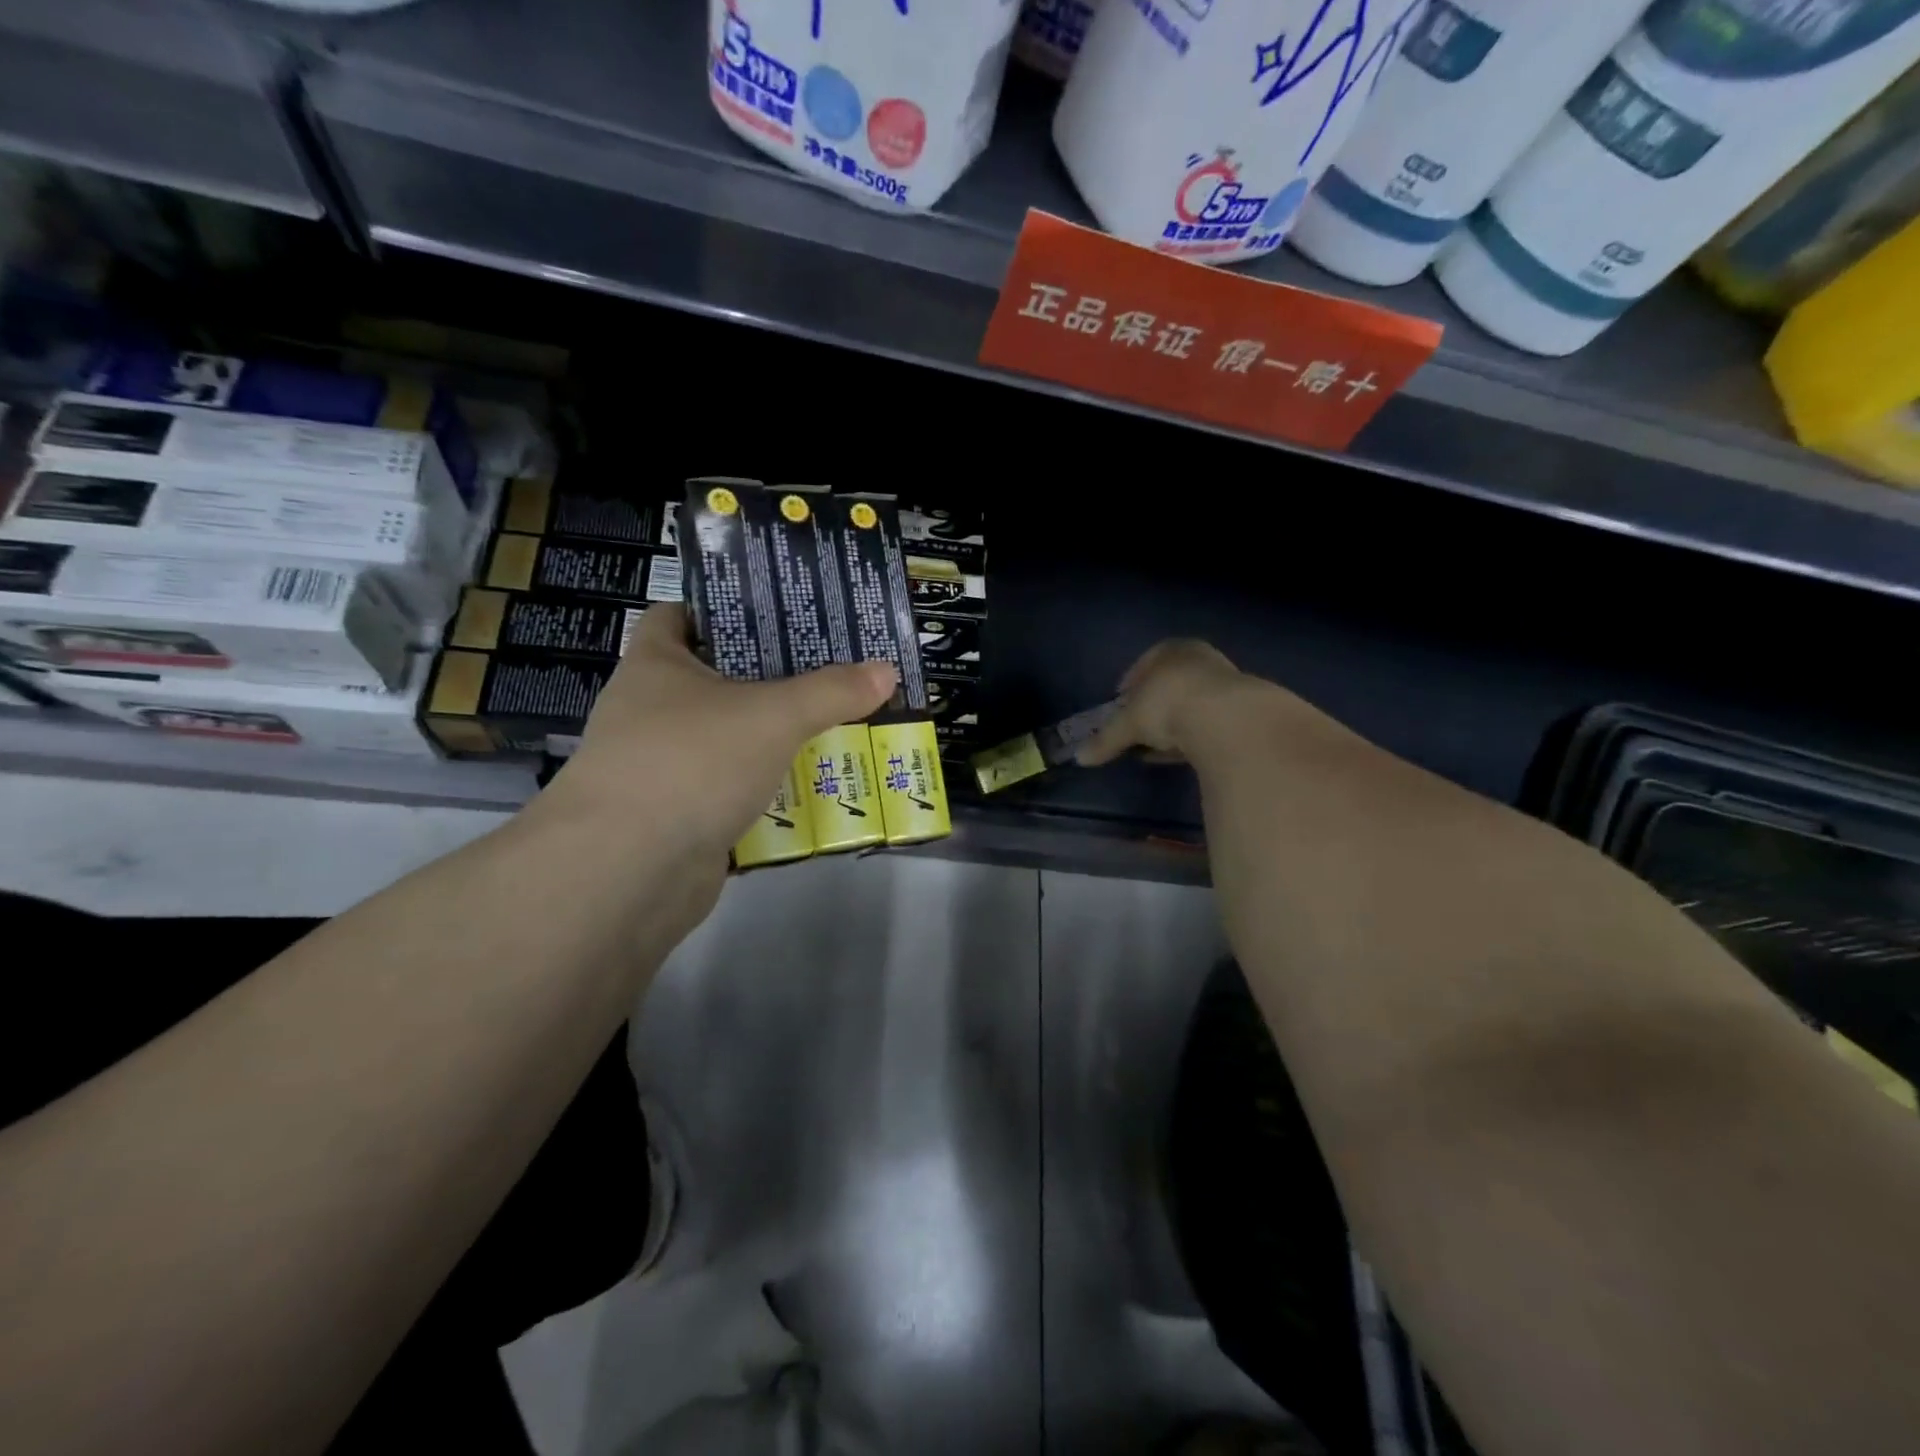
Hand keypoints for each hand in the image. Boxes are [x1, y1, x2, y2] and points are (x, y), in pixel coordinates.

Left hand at [532, 604, 896, 859]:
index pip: (679, 615)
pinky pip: (731, 789)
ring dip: (772, 737)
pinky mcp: (678, 816)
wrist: (626, 871)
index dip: (723, 608)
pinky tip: (811, 786)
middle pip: (715, 679)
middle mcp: (651, 710)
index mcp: (657, 664)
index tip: (778, 614)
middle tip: (830, 670)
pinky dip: (765, 787)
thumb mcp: (772, 716)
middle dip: (770, 676)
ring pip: (728, 739)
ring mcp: (662, 766)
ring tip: (834, 725)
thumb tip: (886, 671)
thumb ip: (831, 692)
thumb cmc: (691, 762)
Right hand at [1076, 639, 1254, 765]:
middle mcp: (1200, 658)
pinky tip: (1185, 753)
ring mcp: (1226, 682)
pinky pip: (1209, 722)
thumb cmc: (1168, 704)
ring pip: (1192, 703)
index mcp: (1171, 649)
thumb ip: (1105, 739)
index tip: (1122, 705)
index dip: (1130, 685)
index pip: (1145, 662)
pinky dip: (1195, 736)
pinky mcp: (1243, 710)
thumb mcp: (1128, 724)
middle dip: (1154, 705)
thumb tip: (1080, 757)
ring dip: (1176, 722)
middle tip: (1140, 727)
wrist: (1228, 719)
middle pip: (1170, 682)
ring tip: (1160, 746)